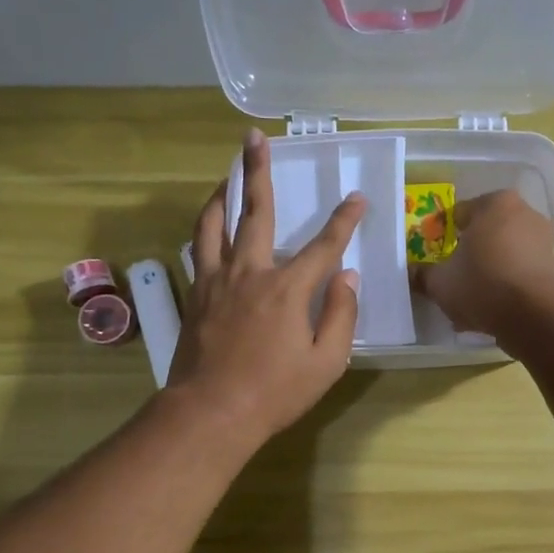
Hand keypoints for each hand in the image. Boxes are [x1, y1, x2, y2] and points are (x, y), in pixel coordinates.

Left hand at [167, 128, 364, 445]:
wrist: (210, 413)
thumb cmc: (274, 392)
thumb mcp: (326, 362)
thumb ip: (341, 315)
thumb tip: (346, 277)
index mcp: (287, 290)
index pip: (323, 245)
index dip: (344, 220)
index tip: (357, 198)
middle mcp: (249, 273)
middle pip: (255, 213)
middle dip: (258, 172)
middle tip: (254, 138)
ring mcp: (216, 281)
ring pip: (214, 223)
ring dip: (222, 193)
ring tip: (227, 173)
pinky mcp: (195, 295)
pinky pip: (199, 251)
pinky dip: (206, 230)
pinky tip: (210, 226)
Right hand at [413, 190, 553, 343]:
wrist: (535, 315)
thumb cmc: (482, 284)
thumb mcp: (440, 282)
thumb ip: (423, 275)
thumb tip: (411, 273)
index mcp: (495, 203)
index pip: (460, 214)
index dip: (444, 236)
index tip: (436, 258)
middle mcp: (525, 213)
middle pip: (486, 233)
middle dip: (470, 255)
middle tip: (453, 279)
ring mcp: (545, 241)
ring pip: (505, 256)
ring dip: (489, 274)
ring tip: (471, 303)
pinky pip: (522, 274)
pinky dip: (507, 288)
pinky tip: (492, 312)